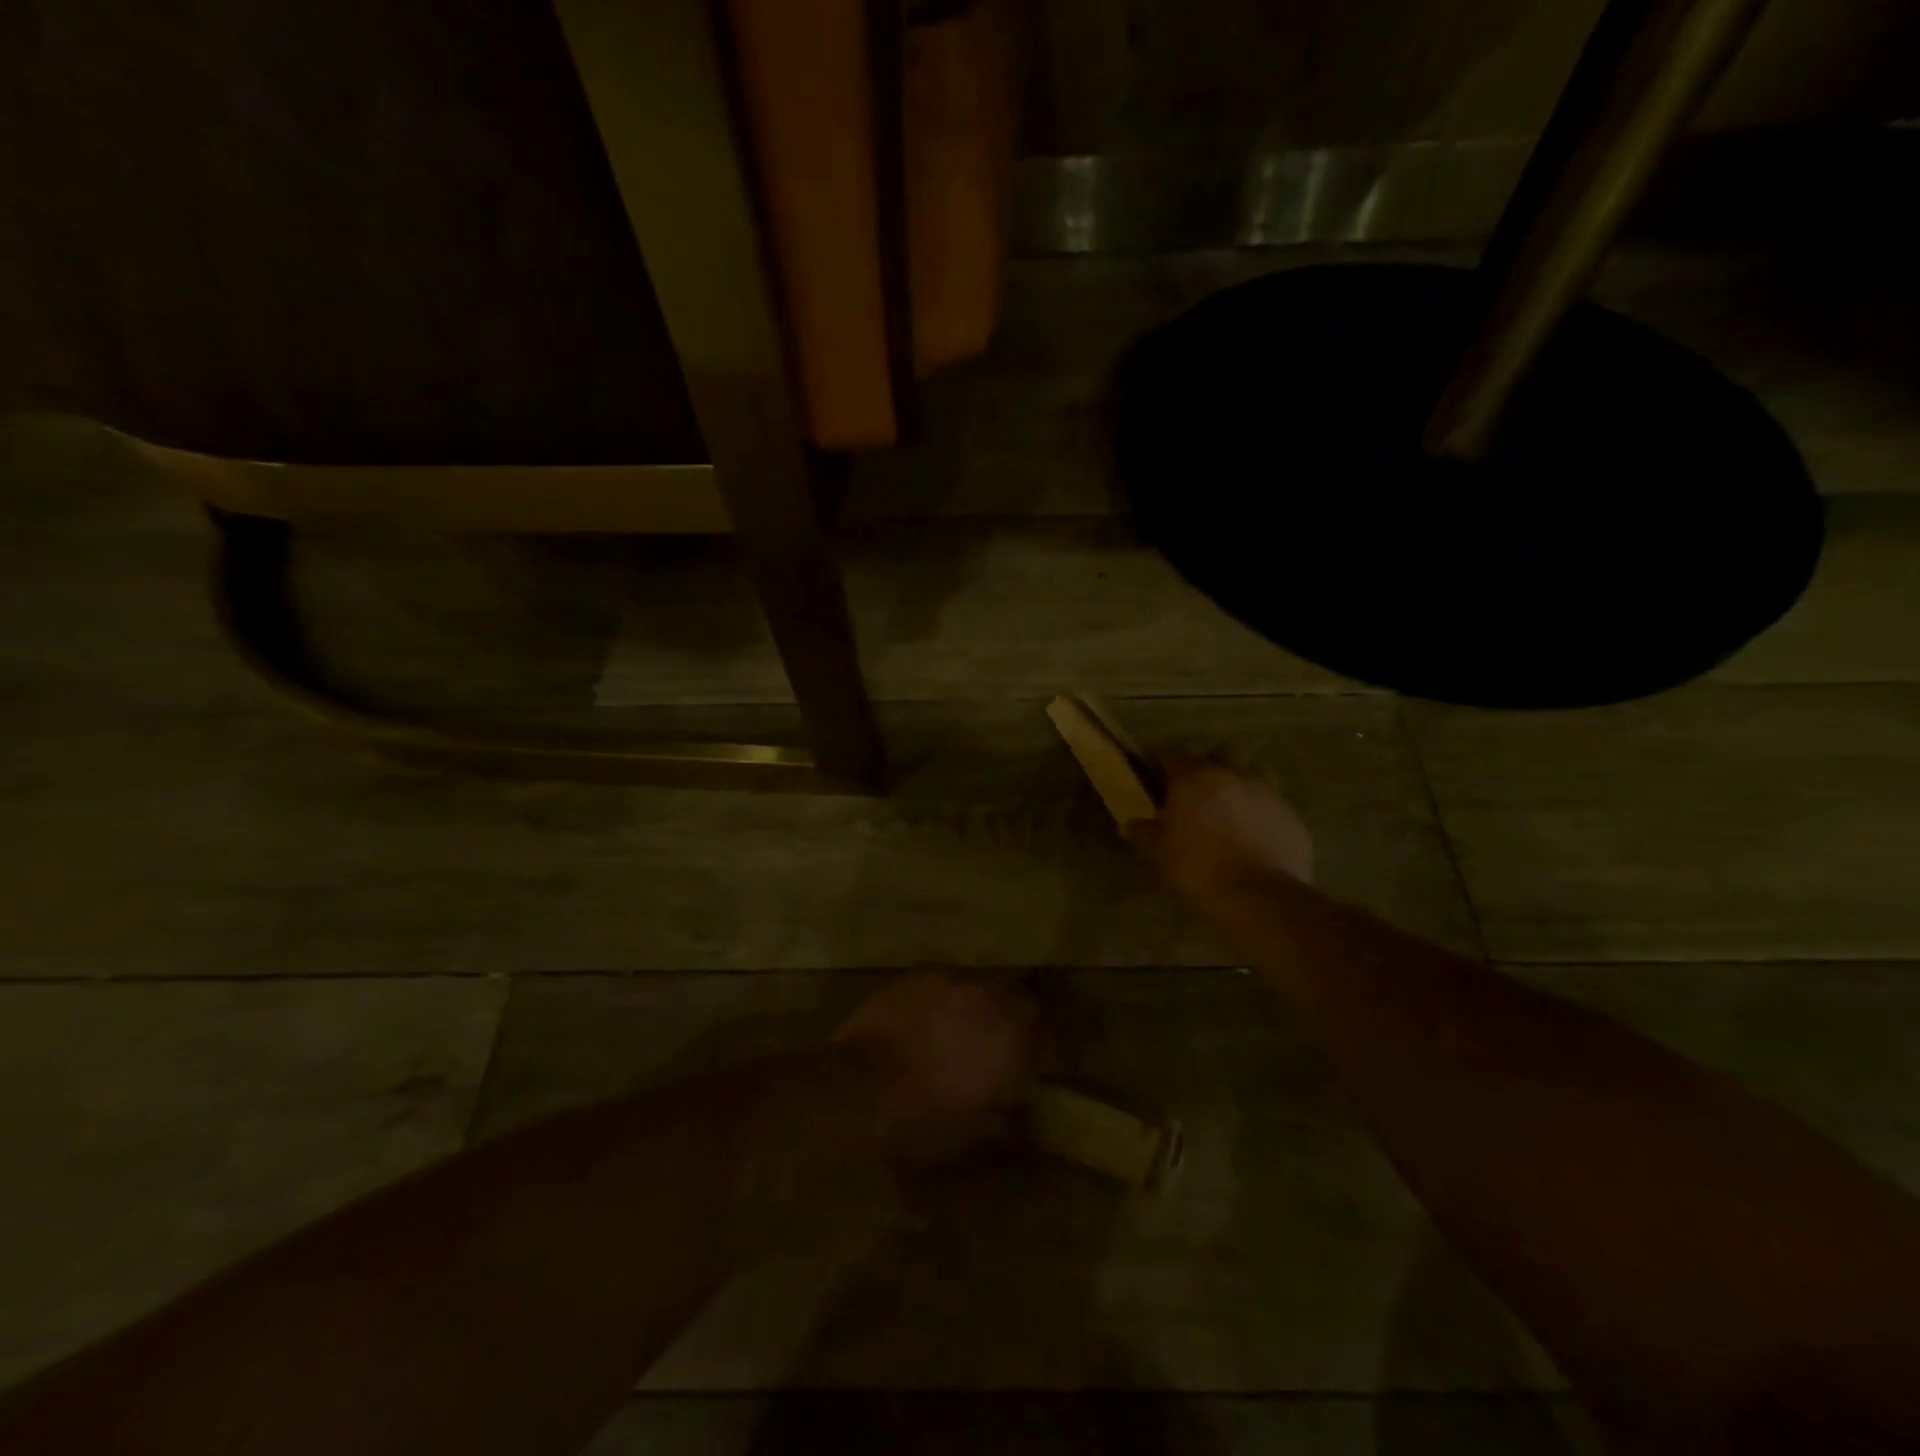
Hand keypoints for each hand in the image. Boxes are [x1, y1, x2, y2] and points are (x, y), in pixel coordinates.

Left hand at [835, 973, 1036, 1161]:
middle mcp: (987, 999)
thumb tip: (1017, 1115)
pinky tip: (927, 1022)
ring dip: (977, 1006)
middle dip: (1011, 1017)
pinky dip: (943, 1001)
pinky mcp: (917, 976)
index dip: (1035, 1046)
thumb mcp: (967, 1134)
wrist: (856, 1086)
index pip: (1041, 1030)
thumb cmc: (919, 1119)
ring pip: (977, 986)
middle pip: (1014, 996)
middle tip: (995, 1043)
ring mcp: (949, 981)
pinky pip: (943, 984)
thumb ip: (1001, 1120)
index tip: (1026, 1064)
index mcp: (1009, 1038)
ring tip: (960, 1030)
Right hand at [1125, 755, 1314, 904]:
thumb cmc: (1198, 868)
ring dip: (1239, 782)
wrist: (1260, 897)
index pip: (1172, 754)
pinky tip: (1254, 833)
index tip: (1152, 768)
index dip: (1160, 760)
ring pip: (1253, 773)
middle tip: (1196, 787)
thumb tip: (1128, 825)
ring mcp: (1268, 793)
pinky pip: (1273, 804)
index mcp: (1195, 778)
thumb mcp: (1161, 853)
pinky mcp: (1292, 817)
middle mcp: (1233, 775)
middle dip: (1208, 764)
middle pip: (1220, 753)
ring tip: (1229, 806)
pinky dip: (1261, 811)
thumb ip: (1145, 834)